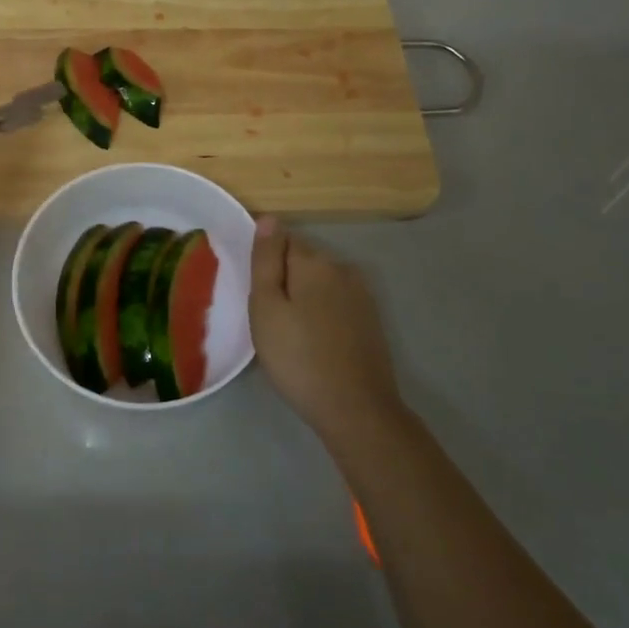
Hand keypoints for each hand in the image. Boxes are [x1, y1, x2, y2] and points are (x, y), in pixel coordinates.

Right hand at [249, 217, 401, 444]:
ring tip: (290, 333)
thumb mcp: (266, 307)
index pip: (282, 240)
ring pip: (320, 283)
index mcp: (314, 261)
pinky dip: (322, 314)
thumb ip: (266, 260)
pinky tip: (315, 342)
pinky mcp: (370, 320)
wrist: (356, 409)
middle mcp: (342, 268)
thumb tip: (269, 218)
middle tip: (269, 319)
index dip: (265, 264)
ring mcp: (361, 294)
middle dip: (285, 279)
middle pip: (302, 260)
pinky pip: (336, 303)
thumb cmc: (298, 357)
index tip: (258, 295)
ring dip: (304, 297)